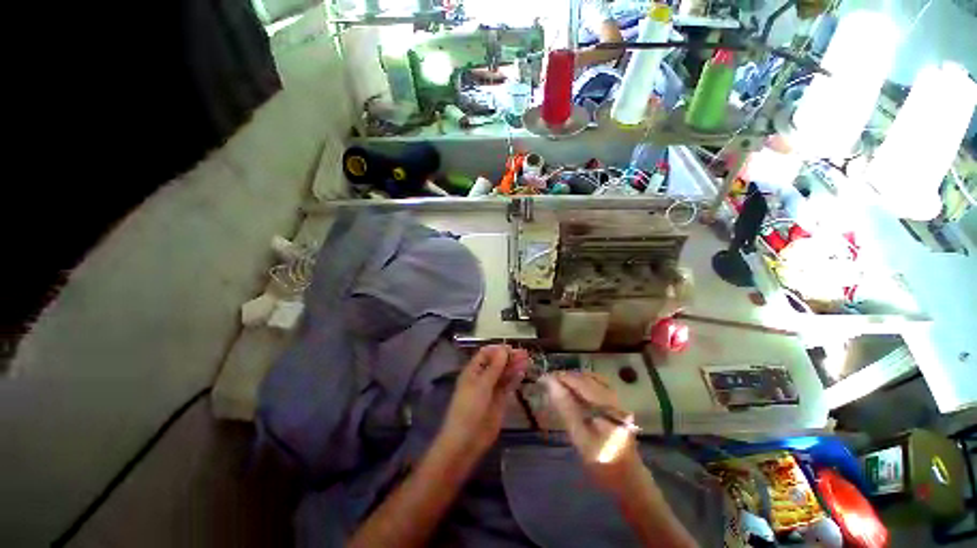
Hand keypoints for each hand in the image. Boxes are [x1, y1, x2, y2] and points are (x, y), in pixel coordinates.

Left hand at [436, 345, 528, 459]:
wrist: (467, 440)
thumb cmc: (470, 408)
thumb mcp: (482, 385)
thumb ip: (495, 367)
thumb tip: (504, 349)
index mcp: (473, 371)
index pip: (486, 354)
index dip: (498, 349)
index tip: (512, 347)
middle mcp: (482, 378)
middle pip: (497, 363)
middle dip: (509, 357)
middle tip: (525, 353)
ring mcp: (491, 390)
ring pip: (504, 374)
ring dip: (514, 366)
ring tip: (527, 360)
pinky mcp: (499, 401)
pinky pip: (508, 386)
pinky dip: (514, 378)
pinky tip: (522, 372)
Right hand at [545, 372, 643, 495]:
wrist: (629, 481)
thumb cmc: (603, 464)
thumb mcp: (581, 439)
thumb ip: (567, 409)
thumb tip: (551, 384)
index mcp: (608, 406)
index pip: (581, 382)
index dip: (561, 378)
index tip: (543, 378)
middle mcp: (615, 398)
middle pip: (587, 378)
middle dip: (567, 376)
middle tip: (548, 381)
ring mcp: (618, 401)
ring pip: (593, 379)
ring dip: (574, 379)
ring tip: (558, 383)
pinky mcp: (617, 405)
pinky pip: (598, 385)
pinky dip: (583, 383)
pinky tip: (573, 390)